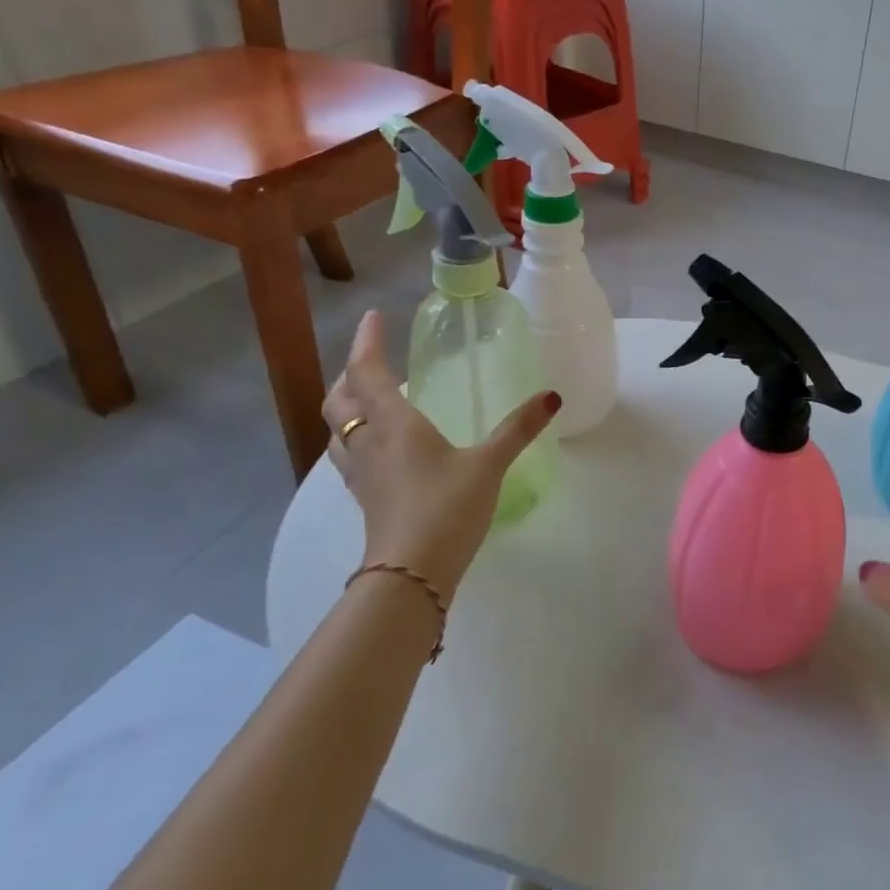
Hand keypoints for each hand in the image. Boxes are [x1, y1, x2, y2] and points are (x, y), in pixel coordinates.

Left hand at [321, 311, 559, 601]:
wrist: (411, 572)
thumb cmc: (447, 507)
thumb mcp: (489, 464)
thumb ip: (518, 429)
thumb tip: (551, 396)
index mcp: (394, 424)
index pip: (368, 373)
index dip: (367, 342)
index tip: (372, 316)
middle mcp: (368, 443)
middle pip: (340, 400)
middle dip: (351, 374)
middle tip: (371, 359)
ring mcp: (361, 473)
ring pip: (338, 429)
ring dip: (347, 406)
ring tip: (367, 398)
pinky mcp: (365, 498)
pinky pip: (349, 454)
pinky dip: (356, 436)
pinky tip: (380, 447)